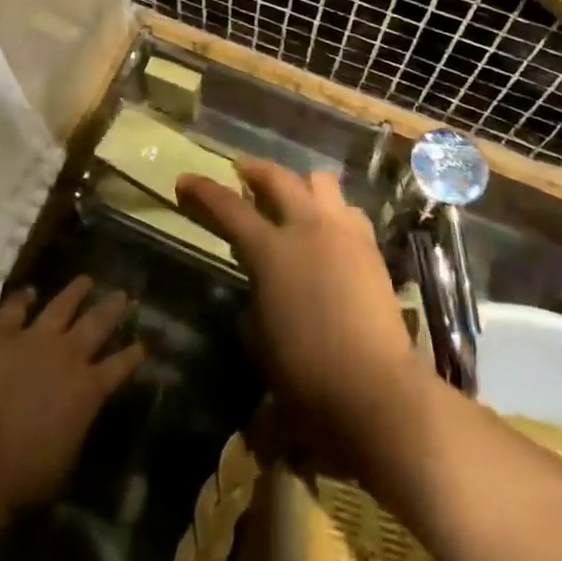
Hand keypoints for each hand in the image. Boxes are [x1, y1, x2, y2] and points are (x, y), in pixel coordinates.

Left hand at [0, 277, 145, 518]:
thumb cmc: (32, 470)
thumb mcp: (72, 453)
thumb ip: (81, 423)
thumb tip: (82, 412)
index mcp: (89, 387)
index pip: (122, 364)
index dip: (136, 353)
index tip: (146, 341)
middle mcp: (68, 355)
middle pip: (97, 324)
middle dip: (113, 308)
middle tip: (122, 294)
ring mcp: (36, 342)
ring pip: (61, 307)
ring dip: (76, 292)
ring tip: (86, 279)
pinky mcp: (5, 341)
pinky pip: (13, 313)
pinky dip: (21, 300)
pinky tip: (29, 292)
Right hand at [175, 160, 417, 460]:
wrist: (376, 390)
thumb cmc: (306, 374)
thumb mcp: (259, 342)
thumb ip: (253, 303)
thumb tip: (259, 289)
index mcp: (271, 250)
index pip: (228, 208)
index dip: (203, 192)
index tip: (185, 180)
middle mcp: (307, 227)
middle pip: (278, 178)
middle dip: (254, 170)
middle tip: (240, 172)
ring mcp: (343, 232)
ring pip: (320, 181)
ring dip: (299, 182)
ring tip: (290, 195)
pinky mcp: (371, 247)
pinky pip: (347, 210)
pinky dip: (331, 209)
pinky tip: (327, 228)